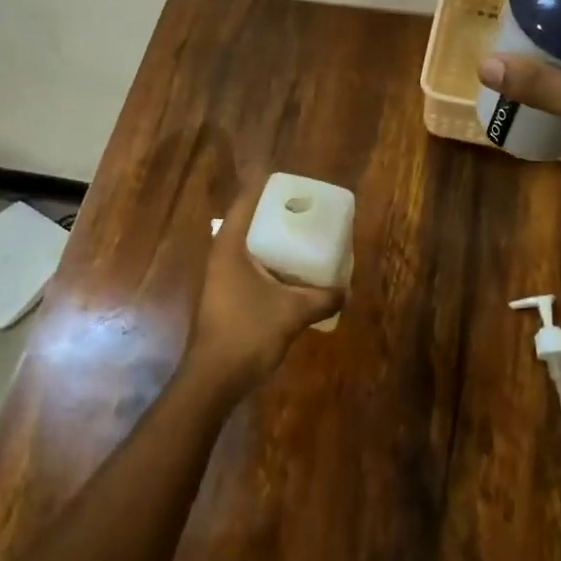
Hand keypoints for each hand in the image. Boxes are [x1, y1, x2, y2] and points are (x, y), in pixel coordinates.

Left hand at [185, 179, 344, 397]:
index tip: (291, 181)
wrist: (214, 378)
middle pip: (248, 222)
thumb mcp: (293, 312)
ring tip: (304, 237)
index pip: (246, 202)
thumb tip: (346, 290)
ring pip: (250, 247)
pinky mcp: (226, 297)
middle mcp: (222, 255)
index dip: (265, 187)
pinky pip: (251, 268)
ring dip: (274, 241)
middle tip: (306, 209)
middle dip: (275, 214)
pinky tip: (293, 274)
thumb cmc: (248, 333)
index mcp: (230, 246)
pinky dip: (271, 264)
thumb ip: (322, 298)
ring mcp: (221, 277)